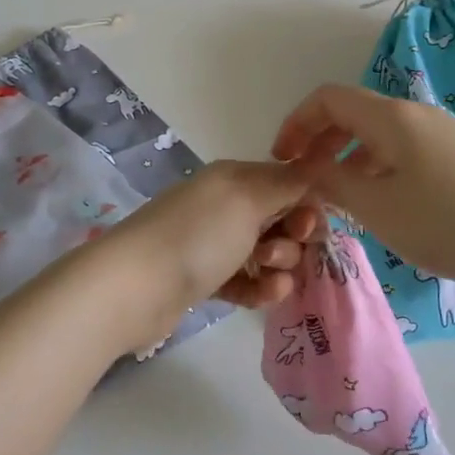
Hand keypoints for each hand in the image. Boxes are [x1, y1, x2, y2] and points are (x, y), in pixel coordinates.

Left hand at [107, 160, 324, 313]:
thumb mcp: (247, 197)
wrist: (136, 286)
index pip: (286, 184)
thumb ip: (287, 182)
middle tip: (277, 253)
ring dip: (279, 266)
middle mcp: (225, 206)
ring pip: (267, 253)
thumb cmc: (198, 235)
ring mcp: (213, 244)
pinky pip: (247, 281)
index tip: (309, 228)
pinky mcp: (206, 279)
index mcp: (234, 178)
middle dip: (293, 238)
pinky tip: (264, 296)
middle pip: (280, 220)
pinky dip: (260, 288)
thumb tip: (318, 158)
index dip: (306, 205)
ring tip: (266, 277)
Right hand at [271, 84, 454, 289]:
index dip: (296, 123)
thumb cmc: (445, 222)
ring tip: (337, 198)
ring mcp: (441, 133)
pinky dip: (376, 167)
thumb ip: (331, 182)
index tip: (282, 160)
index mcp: (391, 117)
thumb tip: (305, 168)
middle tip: (304, 180)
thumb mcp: (376, 206)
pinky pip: (402, 150)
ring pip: (378, 134)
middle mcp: (415, 114)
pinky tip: (379, 203)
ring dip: (347, 158)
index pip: (328, 98)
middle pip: (352, 113)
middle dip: (319, 141)